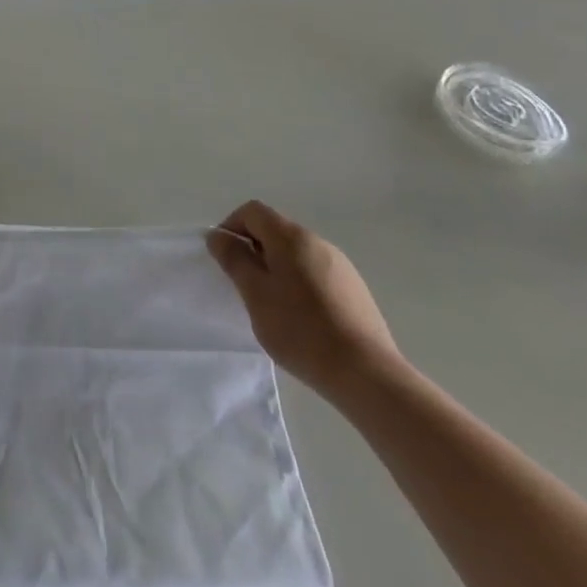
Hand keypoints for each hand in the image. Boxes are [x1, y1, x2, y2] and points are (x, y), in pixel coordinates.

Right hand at [208, 200, 401, 401]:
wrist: (367, 375)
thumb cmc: (301, 330)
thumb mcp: (255, 294)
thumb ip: (234, 259)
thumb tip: (219, 236)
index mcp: (292, 237)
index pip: (253, 211)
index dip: (232, 226)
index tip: (225, 257)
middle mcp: (319, 243)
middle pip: (276, 231)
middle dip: (254, 249)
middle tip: (245, 284)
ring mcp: (342, 267)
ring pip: (296, 254)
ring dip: (276, 268)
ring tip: (272, 305)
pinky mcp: (356, 291)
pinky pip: (316, 274)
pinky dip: (299, 284)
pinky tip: (301, 318)